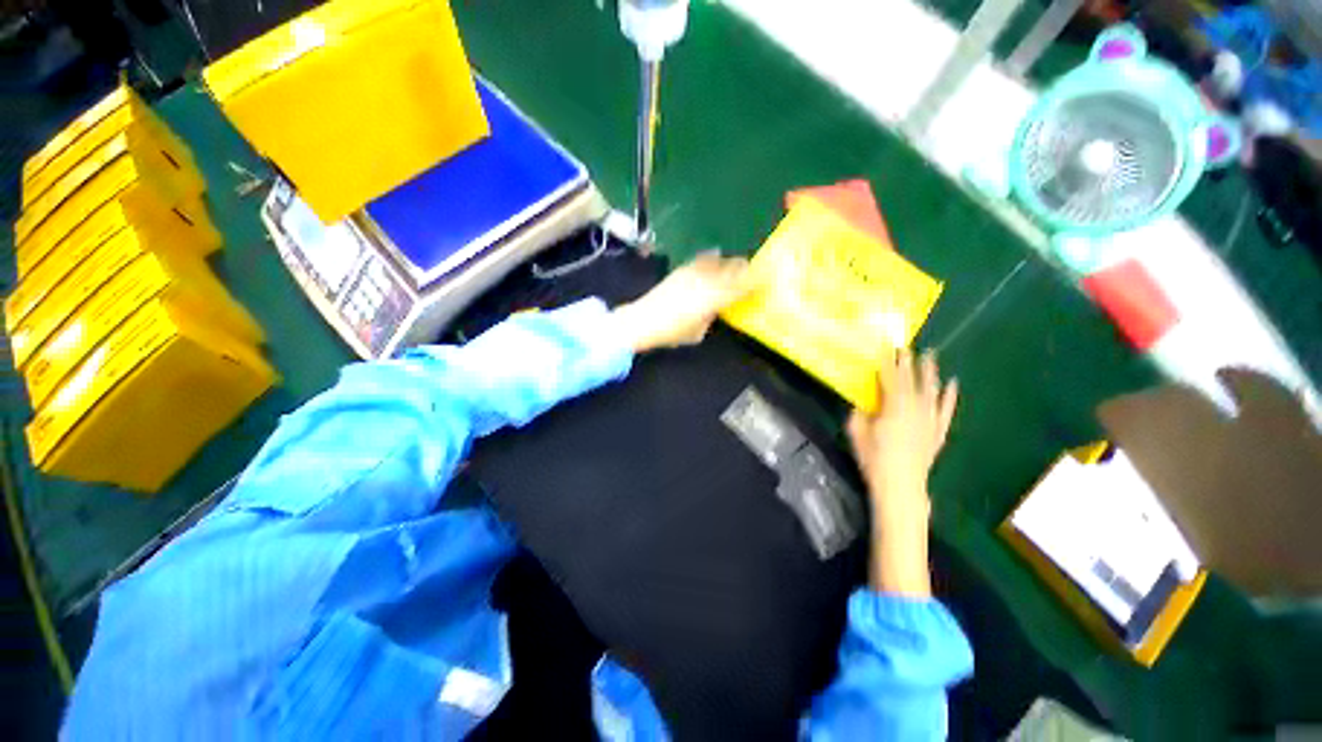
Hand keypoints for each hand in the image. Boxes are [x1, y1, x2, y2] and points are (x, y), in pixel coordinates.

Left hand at [611, 252, 752, 352]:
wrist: (642, 320)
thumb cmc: (672, 333)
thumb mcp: (698, 332)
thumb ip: (711, 317)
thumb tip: (716, 309)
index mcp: (714, 298)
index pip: (742, 285)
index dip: (756, 282)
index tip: (766, 281)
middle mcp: (707, 280)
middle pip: (734, 268)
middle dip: (746, 270)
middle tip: (752, 275)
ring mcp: (694, 271)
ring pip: (720, 260)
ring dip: (730, 264)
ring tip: (735, 268)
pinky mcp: (682, 269)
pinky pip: (704, 260)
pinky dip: (713, 260)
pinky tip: (715, 260)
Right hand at [847, 349, 957, 595]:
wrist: (901, 486)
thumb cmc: (874, 459)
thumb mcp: (857, 434)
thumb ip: (858, 414)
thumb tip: (861, 403)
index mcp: (893, 407)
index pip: (890, 378)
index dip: (888, 362)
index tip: (887, 347)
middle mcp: (915, 408)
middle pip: (912, 381)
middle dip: (909, 363)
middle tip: (908, 346)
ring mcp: (930, 420)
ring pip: (932, 391)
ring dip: (931, 373)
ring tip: (931, 356)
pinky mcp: (938, 432)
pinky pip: (947, 410)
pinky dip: (950, 397)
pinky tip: (953, 384)